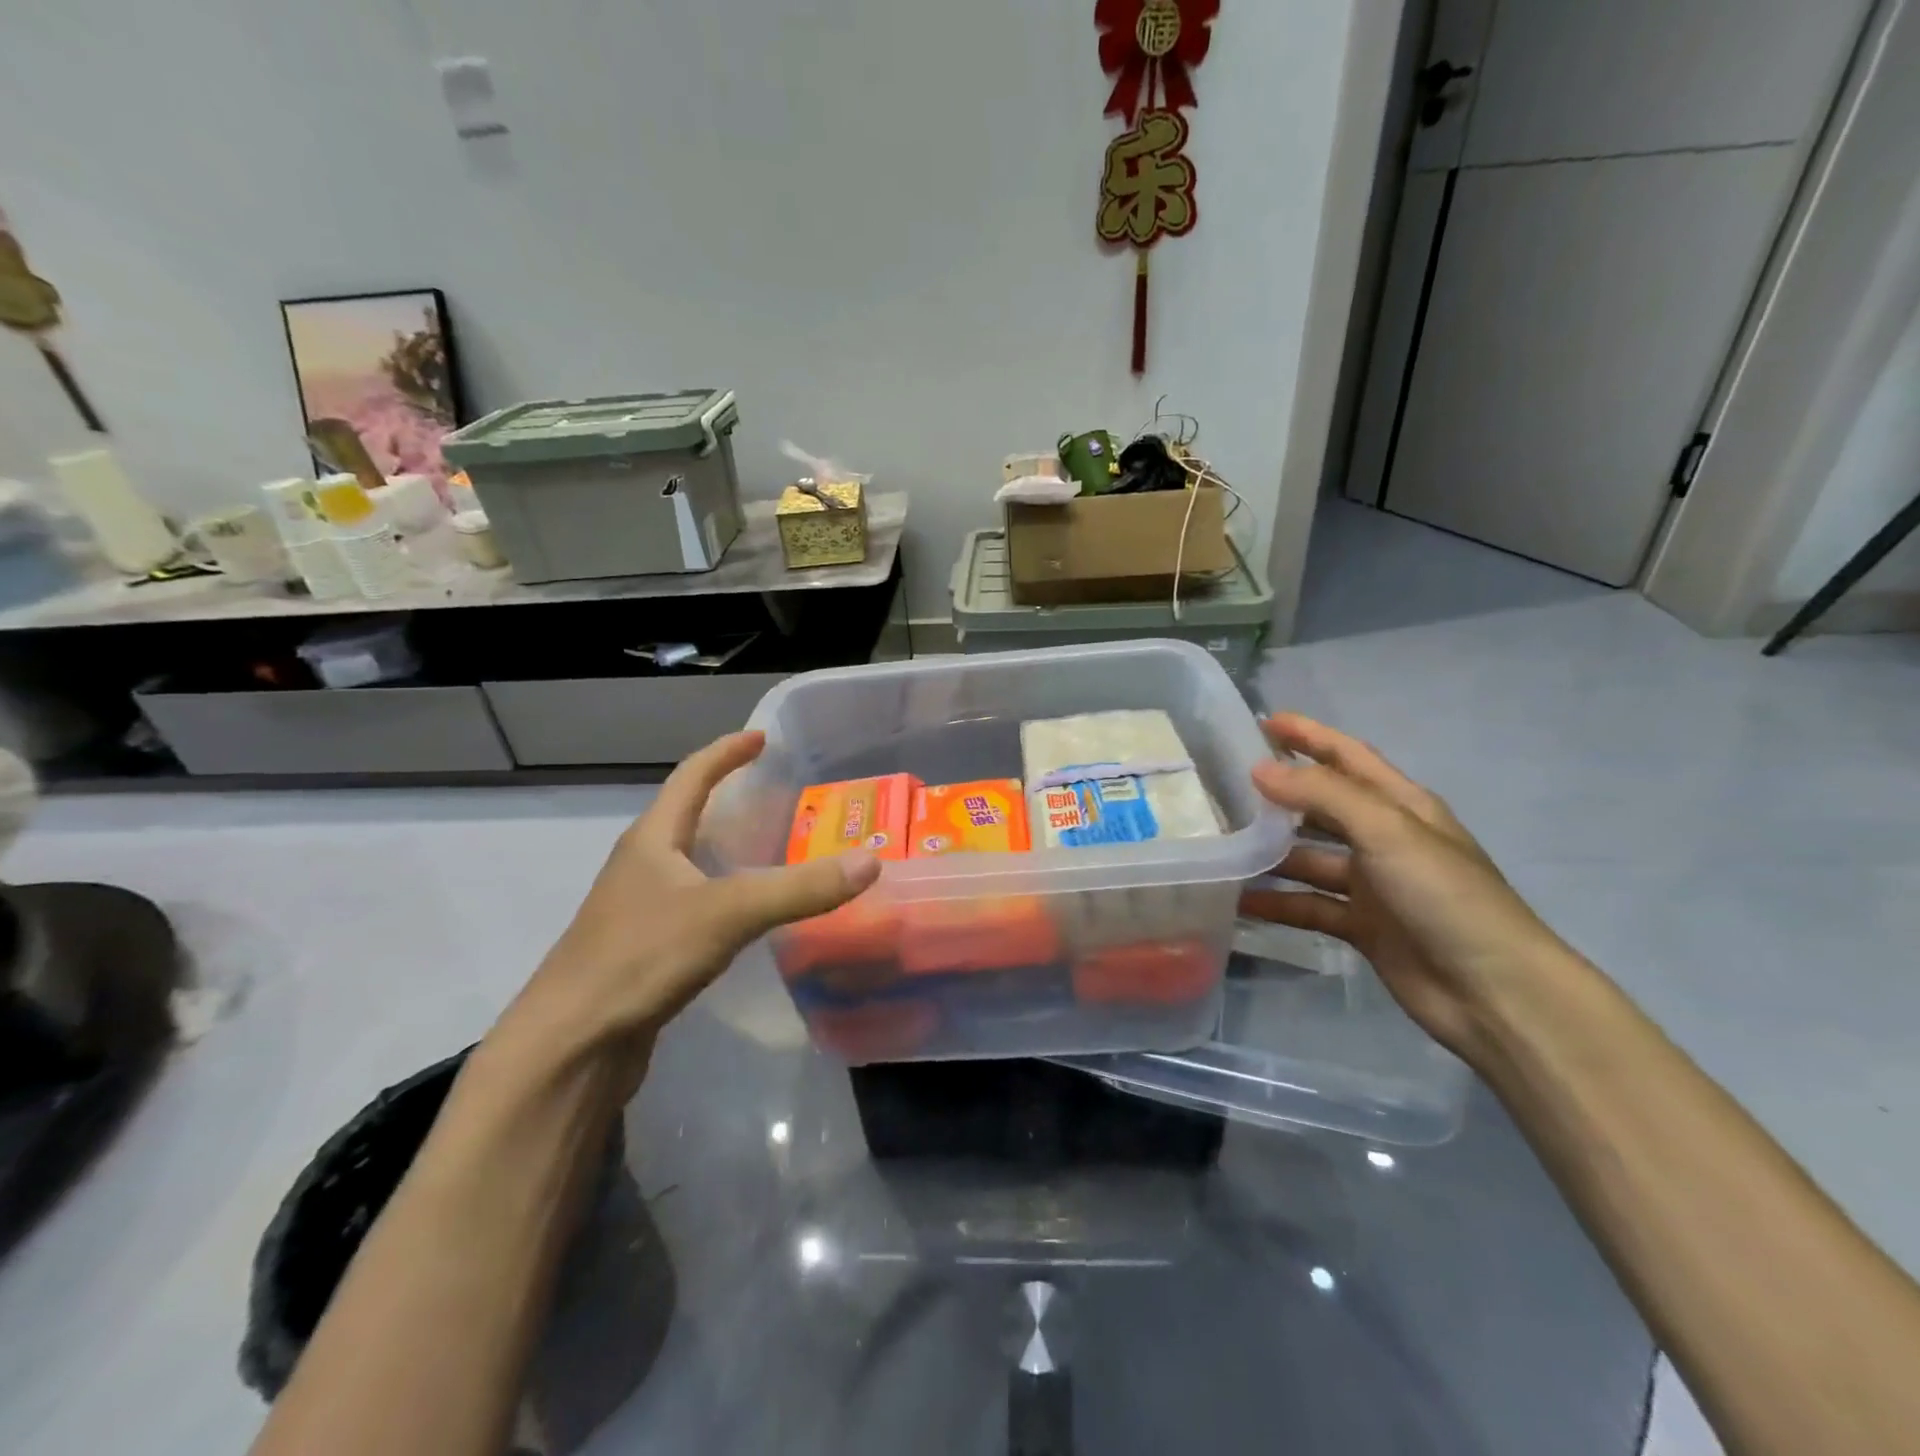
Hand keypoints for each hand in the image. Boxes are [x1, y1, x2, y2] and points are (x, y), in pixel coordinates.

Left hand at [491, 731, 879, 1093]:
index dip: (727, 752)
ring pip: (691, 863)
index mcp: (653, 839)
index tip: (762, 737)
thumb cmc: (640, 958)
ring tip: (774, 850)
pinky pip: (695, 904)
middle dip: (729, 798)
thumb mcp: (727, 913)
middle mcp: (642, 866)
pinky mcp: (645, 949)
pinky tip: (751, 917)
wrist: (570, 1046)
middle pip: (687, 816)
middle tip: (779, 796)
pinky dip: (727, 895)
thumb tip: (870, 862)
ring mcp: (639, 909)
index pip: (692, 776)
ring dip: (728, 849)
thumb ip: (799, 888)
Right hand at [1241, 713, 1576, 1059]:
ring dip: (1272, 852)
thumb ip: (1322, 794)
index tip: (1263, 721)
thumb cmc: (1444, 895)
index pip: (1348, 756)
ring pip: (1310, 857)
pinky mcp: (1363, 926)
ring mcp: (1373, 884)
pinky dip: (1278, 902)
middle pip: (1323, 805)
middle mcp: (1385, 839)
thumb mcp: (1386, 831)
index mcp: (1401, 805)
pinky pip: (1310, 905)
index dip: (1309, 735)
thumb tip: (1260, 769)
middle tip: (1225, 784)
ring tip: (1222, 843)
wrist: (1492, 991)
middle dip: (1281, 793)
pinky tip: (1241, 900)